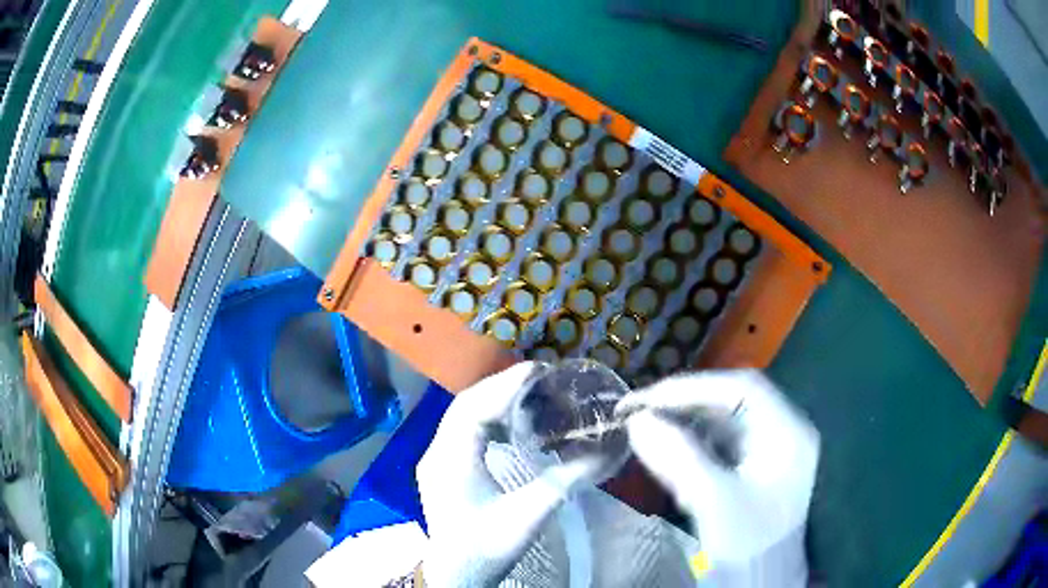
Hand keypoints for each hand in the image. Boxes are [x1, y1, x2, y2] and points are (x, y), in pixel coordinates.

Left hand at [417, 362, 601, 587]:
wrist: (455, 575)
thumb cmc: (486, 548)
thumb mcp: (527, 518)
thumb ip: (563, 483)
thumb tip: (603, 454)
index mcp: (450, 461)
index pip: (472, 408)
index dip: (505, 385)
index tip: (539, 370)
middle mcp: (436, 452)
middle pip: (465, 405)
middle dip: (501, 386)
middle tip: (541, 378)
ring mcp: (436, 459)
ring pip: (462, 415)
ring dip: (494, 399)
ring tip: (530, 393)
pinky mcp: (443, 466)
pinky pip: (462, 429)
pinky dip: (487, 416)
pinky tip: (511, 421)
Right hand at [617, 370, 818, 581]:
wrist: (761, 576)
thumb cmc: (747, 542)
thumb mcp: (715, 503)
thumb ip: (678, 459)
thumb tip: (637, 421)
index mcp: (786, 433)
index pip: (742, 389)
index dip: (694, 388)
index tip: (648, 400)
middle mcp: (780, 432)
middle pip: (730, 403)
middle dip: (683, 406)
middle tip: (638, 414)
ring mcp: (765, 450)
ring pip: (720, 422)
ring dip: (682, 426)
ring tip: (646, 434)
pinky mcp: (749, 467)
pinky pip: (716, 444)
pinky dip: (688, 446)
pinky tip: (668, 460)